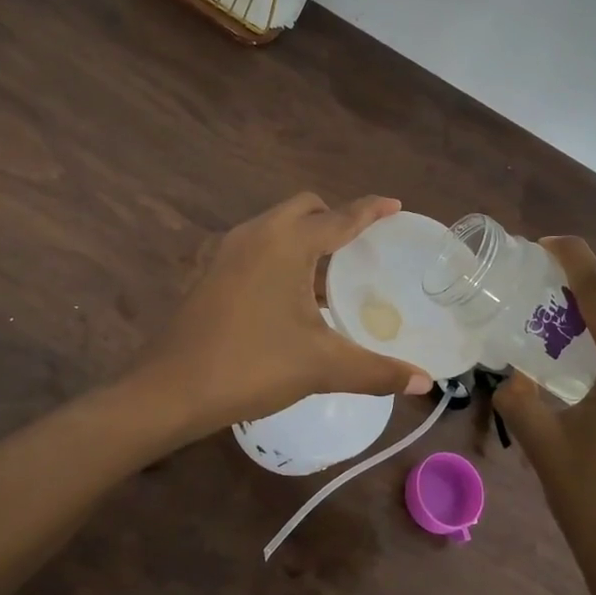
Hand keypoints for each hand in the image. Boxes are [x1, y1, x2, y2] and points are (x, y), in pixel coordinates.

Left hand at [137, 193, 432, 436]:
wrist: (171, 390)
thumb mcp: (322, 367)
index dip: (370, 210)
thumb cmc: (252, 366)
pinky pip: (254, 246)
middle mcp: (255, 233)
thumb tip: (424, 382)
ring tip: (327, 272)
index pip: (339, 217)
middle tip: (359, 245)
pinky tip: (286, 294)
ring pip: (275, 226)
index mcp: (286, 243)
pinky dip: (278, 254)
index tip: (393, 204)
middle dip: (333, 217)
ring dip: (303, 237)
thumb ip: (377, 371)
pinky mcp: (207, 270)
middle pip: (303, 208)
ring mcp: (224, 250)